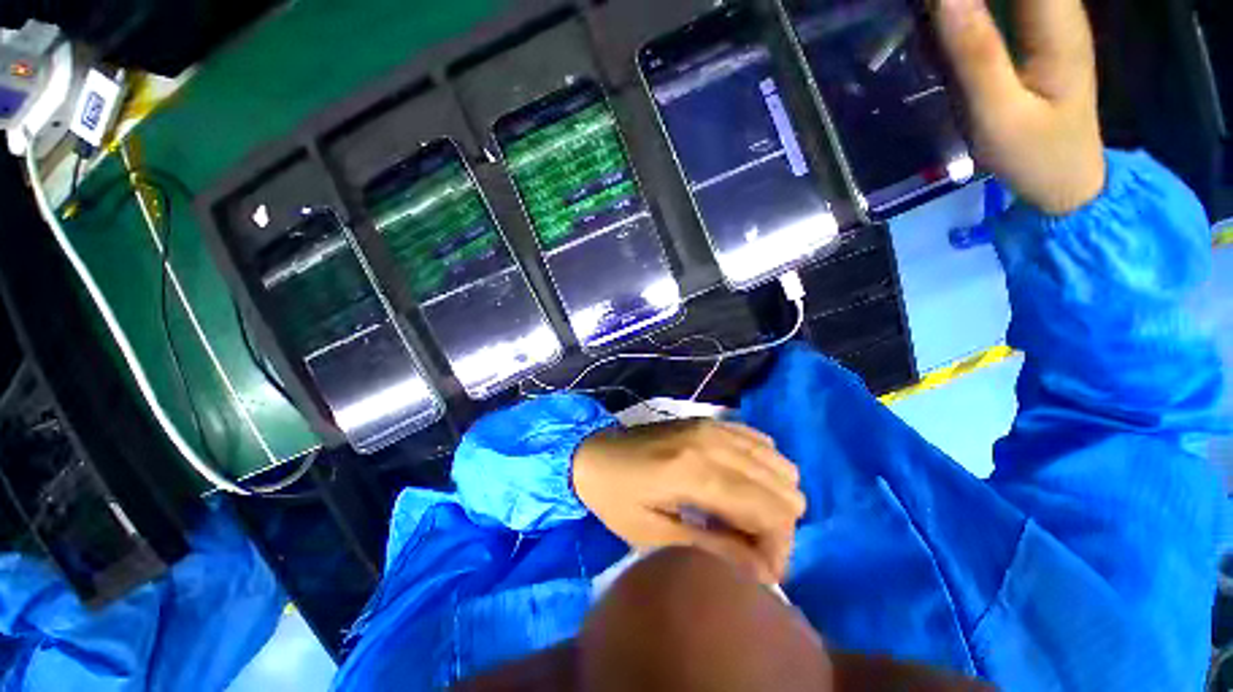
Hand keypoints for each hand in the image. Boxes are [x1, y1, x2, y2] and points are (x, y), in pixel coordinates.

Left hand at [572, 419, 805, 583]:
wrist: (595, 451)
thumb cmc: (615, 497)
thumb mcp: (652, 536)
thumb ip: (711, 550)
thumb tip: (765, 573)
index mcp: (695, 472)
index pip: (771, 512)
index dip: (778, 549)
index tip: (760, 572)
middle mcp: (714, 442)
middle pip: (785, 489)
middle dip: (778, 528)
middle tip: (750, 547)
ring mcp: (714, 426)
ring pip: (780, 465)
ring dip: (772, 499)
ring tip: (745, 519)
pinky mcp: (711, 421)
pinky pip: (761, 442)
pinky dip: (763, 469)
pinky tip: (740, 485)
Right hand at [933, 0, 1105, 214]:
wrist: (1068, 181)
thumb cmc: (1036, 154)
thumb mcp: (999, 113)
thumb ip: (975, 54)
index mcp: (1057, 23)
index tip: (934, 4)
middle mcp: (1061, 9)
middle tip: (926, 13)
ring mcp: (1052, 21)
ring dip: (967, 2)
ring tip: (932, 18)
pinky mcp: (1040, 35)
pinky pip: (1010, 3)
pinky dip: (978, 8)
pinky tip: (952, 20)